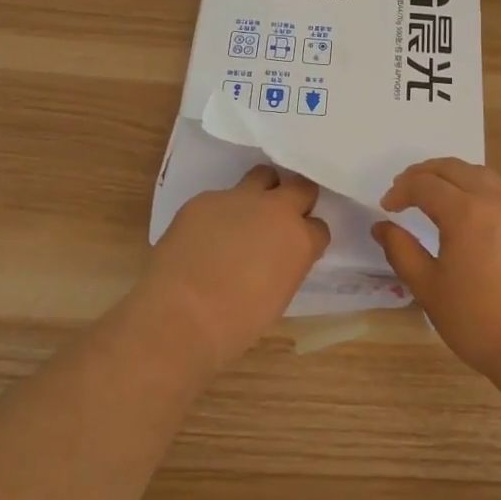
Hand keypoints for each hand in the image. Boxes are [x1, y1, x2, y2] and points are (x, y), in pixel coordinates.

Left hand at [139, 165, 330, 370]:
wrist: (181, 315)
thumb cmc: (235, 324)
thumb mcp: (278, 297)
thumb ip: (286, 265)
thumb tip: (277, 257)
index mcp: (301, 240)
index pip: (319, 227)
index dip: (308, 237)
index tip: (298, 247)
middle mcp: (276, 210)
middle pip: (301, 187)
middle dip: (296, 200)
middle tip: (280, 220)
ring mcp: (240, 198)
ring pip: (263, 176)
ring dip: (262, 191)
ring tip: (246, 214)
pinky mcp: (205, 198)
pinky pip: (220, 197)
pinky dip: (219, 212)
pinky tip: (204, 235)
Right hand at [373, 158, 500, 381]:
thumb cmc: (481, 321)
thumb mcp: (430, 290)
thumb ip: (402, 252)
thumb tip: (382, 227)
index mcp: (465, 211)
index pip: (425, 184)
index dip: (401, 191)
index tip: (387, 208)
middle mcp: (494, 199)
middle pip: (454, 168)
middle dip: (424, 173)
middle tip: (404, 189)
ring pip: (481, 174)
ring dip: (453, 175)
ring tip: (436, 193)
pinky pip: (500, 190)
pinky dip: (477, 187)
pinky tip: (471, 212)